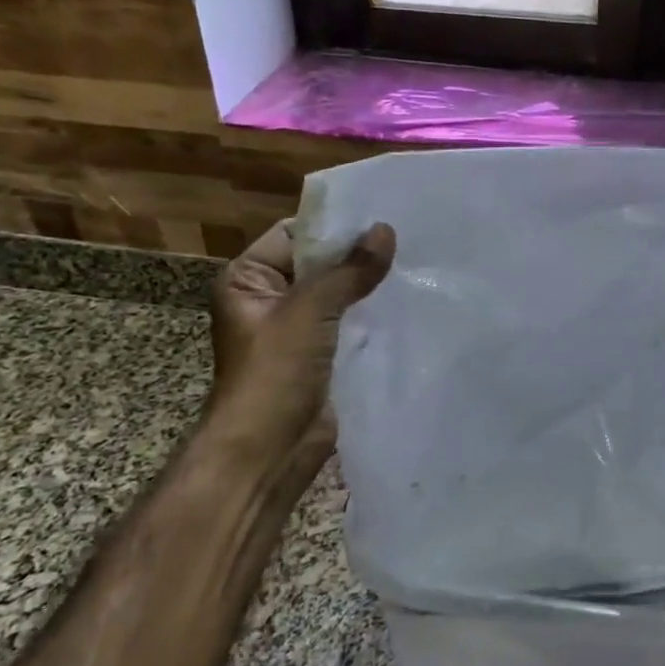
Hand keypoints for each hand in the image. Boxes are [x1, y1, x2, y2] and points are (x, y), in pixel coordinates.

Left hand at [207, 218, 395, 443]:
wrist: (268, 452)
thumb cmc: (273, 374)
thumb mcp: (309, 311)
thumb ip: (349, 270)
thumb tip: (386, 230)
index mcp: (248, 279)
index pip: (295, 235)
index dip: (335, 226)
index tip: (382, 213)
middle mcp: (271, 299)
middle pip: (320, 264)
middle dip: (359, 255)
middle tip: (409, 237)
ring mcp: (299, 330)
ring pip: (339, 295)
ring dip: (370, 286)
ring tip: (416, 263)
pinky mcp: (323, 356)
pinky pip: (351, 324)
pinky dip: (374, 314)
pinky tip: (408, 301)